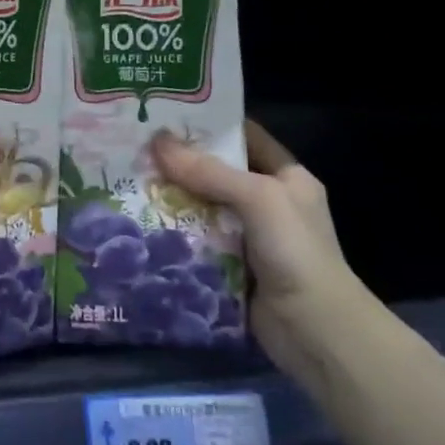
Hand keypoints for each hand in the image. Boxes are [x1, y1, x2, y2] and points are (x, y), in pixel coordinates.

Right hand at [150, 120, 375, 380]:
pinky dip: (174, 234)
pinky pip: (197, 241)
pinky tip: (141, 222)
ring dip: (172, 199)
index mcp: (286, 177)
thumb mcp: (258, 198)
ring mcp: (250, 237)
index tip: (167, 114)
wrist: (315, 330)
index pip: (245, 137)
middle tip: (136, 147)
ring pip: (203, 208)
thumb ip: (209, 171)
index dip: (210, 124)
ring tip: (129, 179)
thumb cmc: (295, 251)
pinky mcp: (231, 266)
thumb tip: (157, 141)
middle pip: (217, 173)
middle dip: (180, 163)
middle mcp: (268, 203)